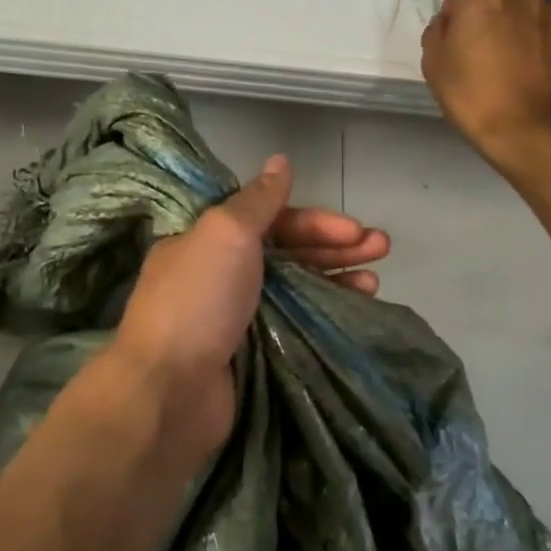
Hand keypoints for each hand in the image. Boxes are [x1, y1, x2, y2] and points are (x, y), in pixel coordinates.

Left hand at [110, 155, 389, 458]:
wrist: (169, 390)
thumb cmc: (197, 300)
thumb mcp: (226, 233)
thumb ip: (258, 199)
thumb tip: (279, 160)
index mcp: (209, 240)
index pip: (270, 220)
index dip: (313, 220)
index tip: (353, 229)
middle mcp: (221, 274)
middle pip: (287, 252)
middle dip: (334, 246)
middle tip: (382, 247)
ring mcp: (235, 317)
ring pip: (295, 289)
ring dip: (336, 279)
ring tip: (375, 284)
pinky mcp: (250, 354)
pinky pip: (294, 325)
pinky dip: (324, 315)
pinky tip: (356, 313)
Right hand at [421, 0, 550, 172]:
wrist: (532, 129)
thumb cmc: (473, 96)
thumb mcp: (433, 64)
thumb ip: (439, 31)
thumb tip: (452, 21)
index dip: (462, 2)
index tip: (460, 31)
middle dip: (493, 15)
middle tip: (485, 53)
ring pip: (529, 12)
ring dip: (520, 28)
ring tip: (514, 65)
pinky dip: (542, 45)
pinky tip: (534, 74)